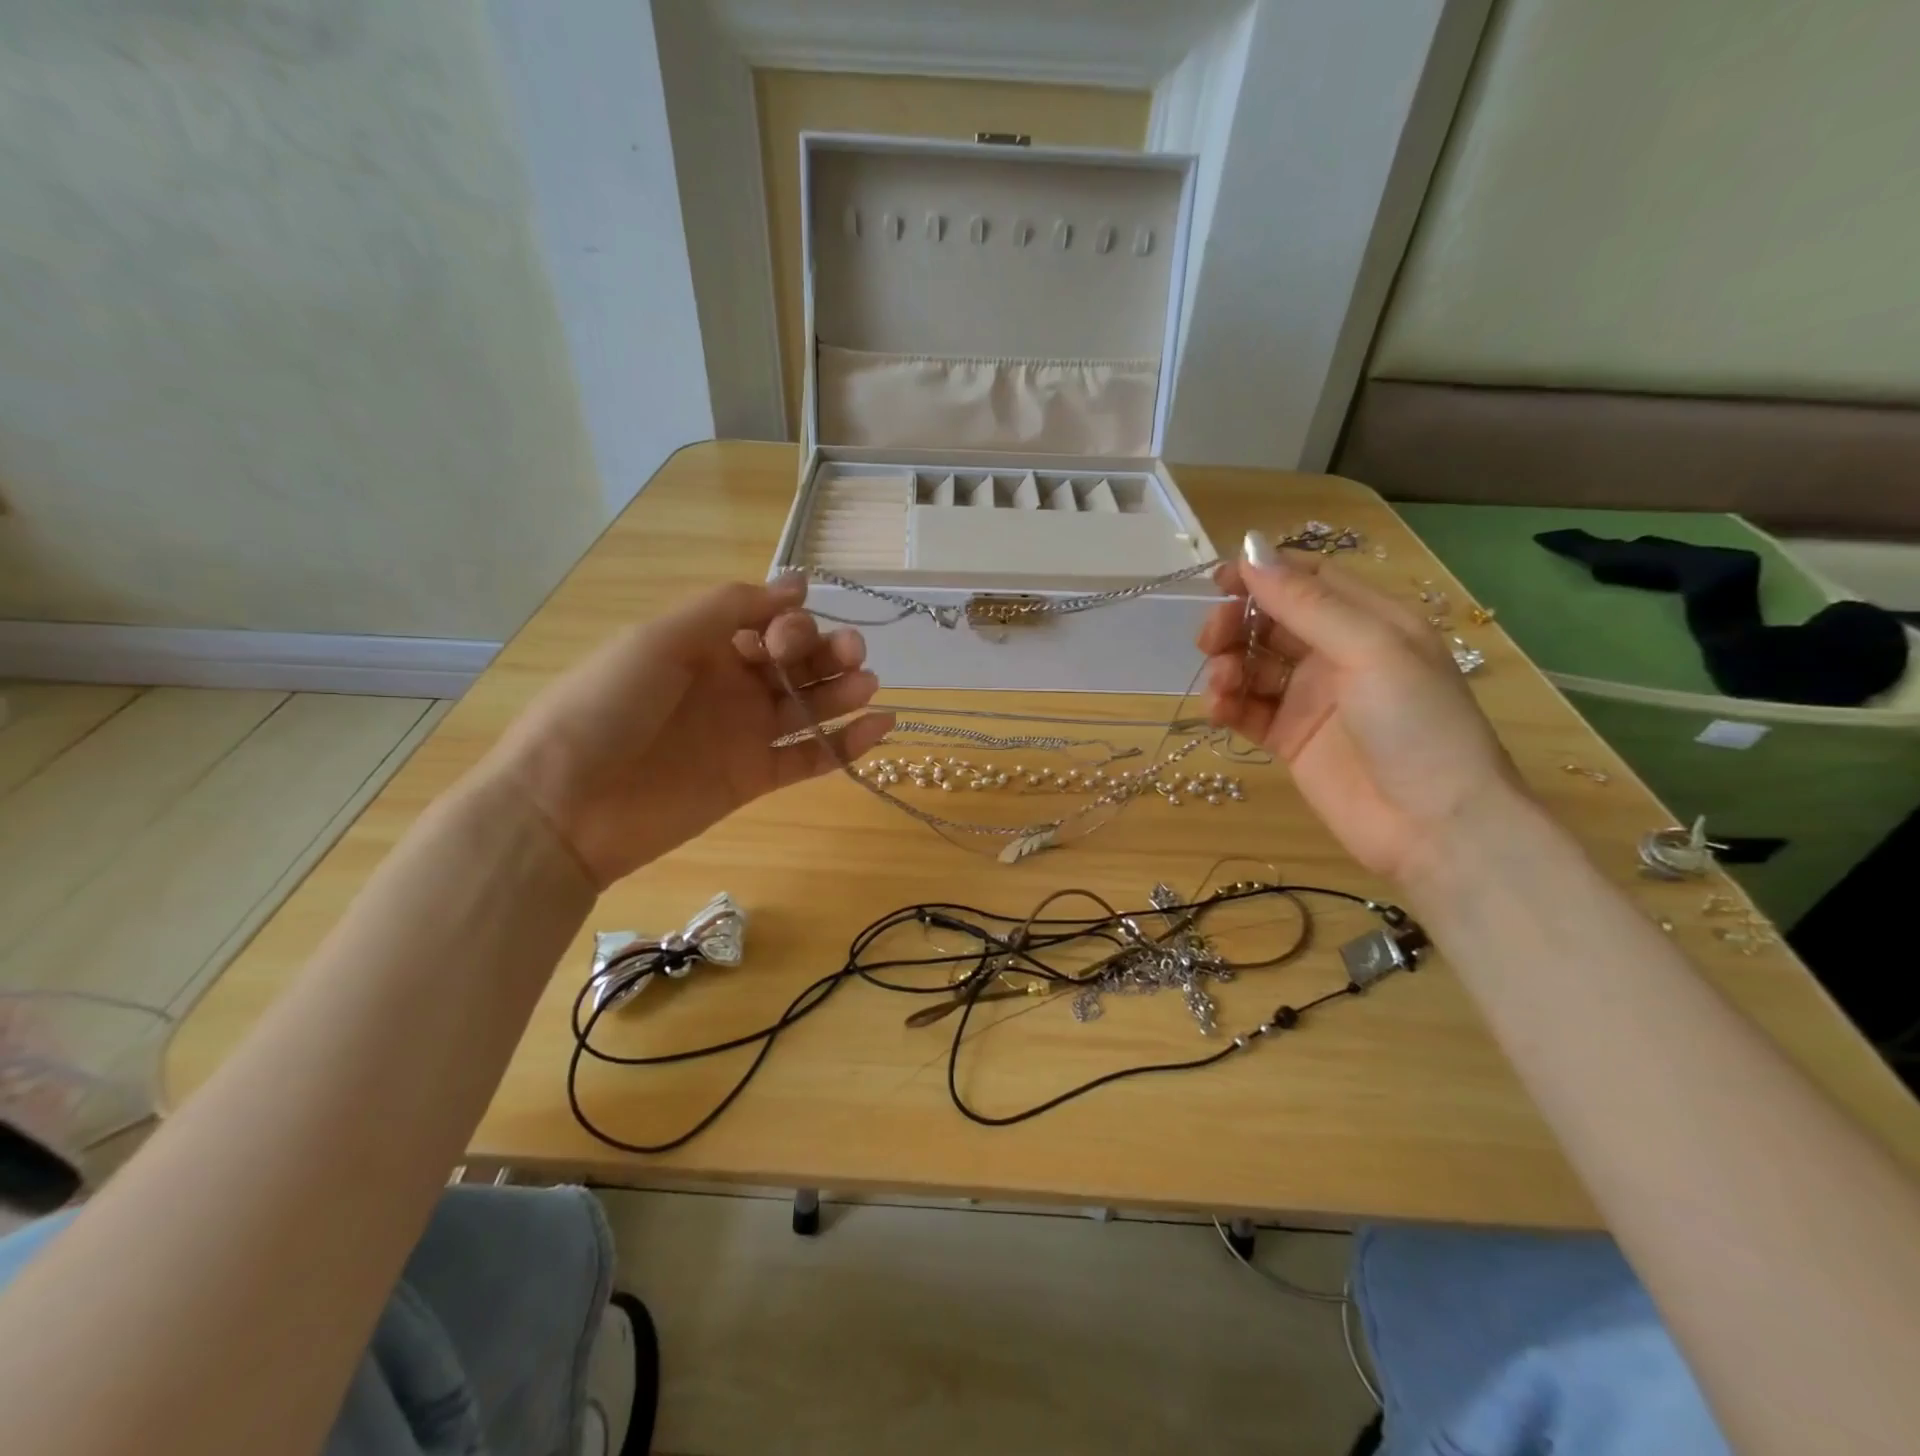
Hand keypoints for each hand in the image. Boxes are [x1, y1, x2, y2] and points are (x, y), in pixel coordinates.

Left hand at [485, 575, 891, 888]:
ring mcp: (744, 734)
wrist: (565, 805)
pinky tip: (880, 725)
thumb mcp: (660, 639)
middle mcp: (730, 685)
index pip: (768, 624)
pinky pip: (810, 758)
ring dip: (842, 691)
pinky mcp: (755, 779)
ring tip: (867, 683)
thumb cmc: (605, 707)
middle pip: (796, 663)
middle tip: (851, 654)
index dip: (790, 623)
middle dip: (828, 652)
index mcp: (704, 646)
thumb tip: (798, 584)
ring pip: (809, 707)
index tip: (790, 634)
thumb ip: (729, 608)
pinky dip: (847, 744)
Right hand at [1196, 535, 1523, 883]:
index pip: (1308, 581)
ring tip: (1221, 684)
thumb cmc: (1417, 725)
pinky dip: (1227, 704)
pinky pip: (1247, 709)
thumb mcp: (1370, 650)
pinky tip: (1219, 710)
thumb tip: (1251, 550)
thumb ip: (1307, 604)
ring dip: (1227, 665)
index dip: (1263, 574)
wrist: (1435, 827)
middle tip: (1210, 639)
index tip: (1219, 581)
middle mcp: (1338, 654)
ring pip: (1253, 664)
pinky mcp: (1289, 739)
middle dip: (1236, 623)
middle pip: (1271, 621)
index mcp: (1370, 622)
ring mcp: (1311, 699)